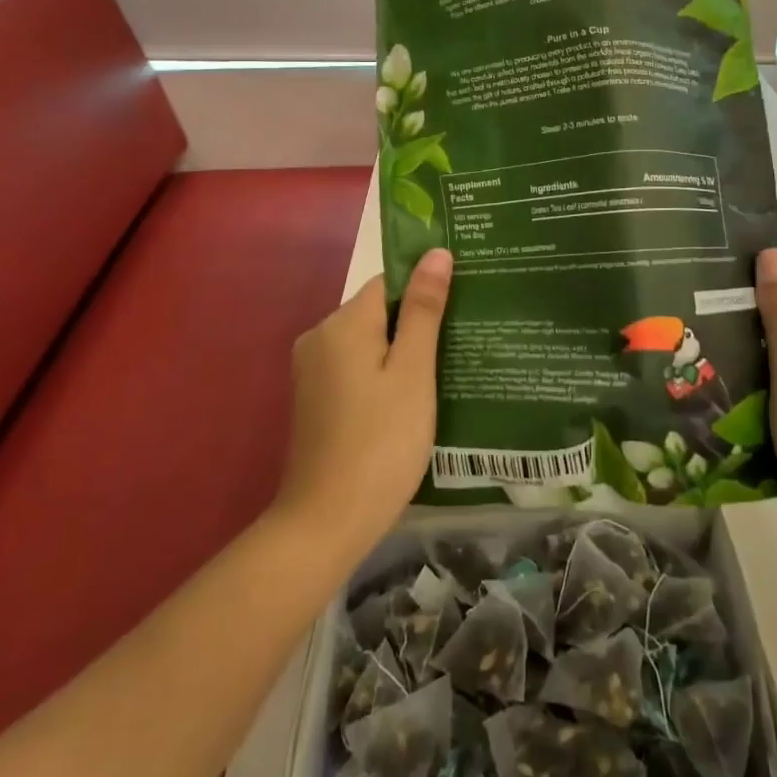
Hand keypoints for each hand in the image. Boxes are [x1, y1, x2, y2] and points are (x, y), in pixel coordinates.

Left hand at [273, 250, 449, 556]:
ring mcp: (313, 370)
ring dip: (403, 351)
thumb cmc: (380, 443)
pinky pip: (356, 367)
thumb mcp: (413, 372)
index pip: (390, 282)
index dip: (426, 289)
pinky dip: (383, 373)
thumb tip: (436, 252)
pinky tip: (413, 398)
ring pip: (369, 341)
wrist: (325, 524)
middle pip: (379, 311)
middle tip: (463, 341)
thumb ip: (424, 310)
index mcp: (343, 323)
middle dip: (418, 322)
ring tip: (447, 369)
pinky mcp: (314, 399)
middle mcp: (320, 336)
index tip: (463, 303)